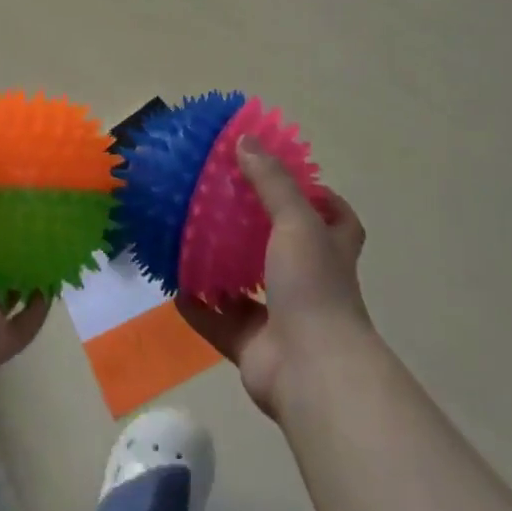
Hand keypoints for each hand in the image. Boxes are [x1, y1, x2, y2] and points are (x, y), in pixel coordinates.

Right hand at [177, 137, 371, 418]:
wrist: (312, 371)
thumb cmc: (313, 286)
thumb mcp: (296, 221)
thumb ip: (271, 181)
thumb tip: (245, 139)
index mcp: (330, 251)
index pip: (337, 218)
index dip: (320, 198)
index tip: (287, 178)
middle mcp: (311, 283)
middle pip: (287, 250)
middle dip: (258, 230)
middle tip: (223, 203)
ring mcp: (283, 318)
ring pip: (249, 286)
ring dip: (223, 268)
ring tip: (191, 239)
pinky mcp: (254, 346)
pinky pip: (219, 321)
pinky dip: (199, 307)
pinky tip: (174, 286)